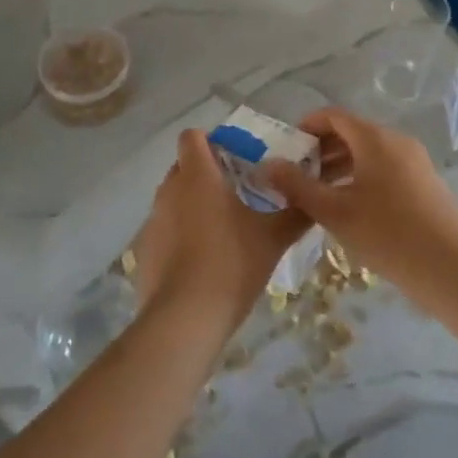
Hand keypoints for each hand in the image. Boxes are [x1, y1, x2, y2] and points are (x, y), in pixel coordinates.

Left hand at [132, 129, 309, 341]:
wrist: (185, 320)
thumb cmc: (231, 264)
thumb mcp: (273, 238)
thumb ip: (296, 212)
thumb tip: (312, 196)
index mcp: (197, 176)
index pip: (192, 137)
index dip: (210, 140)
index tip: (233, 156)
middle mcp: (169, 190)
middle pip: (183, 166)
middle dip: (206, 173)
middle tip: (236, 192)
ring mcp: (153, 221)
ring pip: (173, 198)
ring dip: (193, 204)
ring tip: (221, 229)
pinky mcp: (144, 251)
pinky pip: (164, 229)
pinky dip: (180, 235)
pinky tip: (201, 260)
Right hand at [265, 107, 457, 315]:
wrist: (450, 268)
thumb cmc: (387, 234)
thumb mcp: (334, 212)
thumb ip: (297, 186)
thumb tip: (268, 165)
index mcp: (374, 138)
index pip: (334, 116)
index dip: (308, 126)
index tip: (288, 148)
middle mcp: (396, 140)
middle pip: (353, 132)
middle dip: (323, 148)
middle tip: (298, 174)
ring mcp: (415, 161)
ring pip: (370, 152)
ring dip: (342, 165)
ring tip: (320, 193)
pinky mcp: (426, 182)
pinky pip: (387, 167)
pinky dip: (363, 176)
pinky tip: (352, 208)